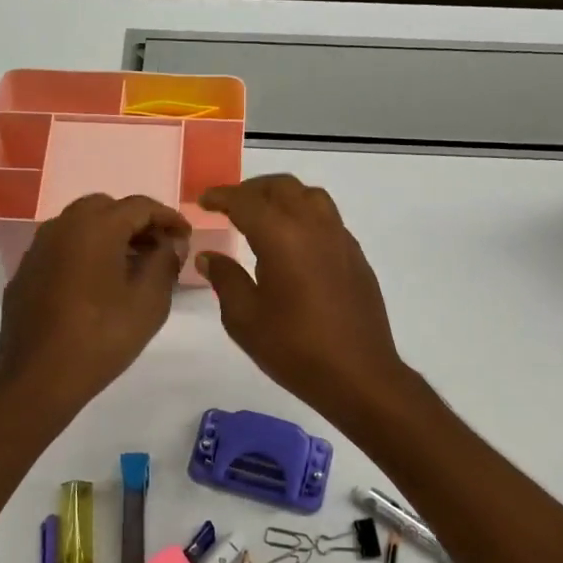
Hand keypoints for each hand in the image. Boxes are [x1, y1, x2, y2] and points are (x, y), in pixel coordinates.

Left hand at [0, 194, 191, 416]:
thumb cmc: (102, 337)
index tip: (185, 237)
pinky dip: (83, 253)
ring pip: (79, 226)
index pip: (139, 205)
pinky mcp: (25, 273)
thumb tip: (171, 243)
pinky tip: (96, 284)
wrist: (39, 378)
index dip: (168, 217)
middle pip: (105, 208)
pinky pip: (60, 249)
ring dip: (108, 235)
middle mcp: (62, 226)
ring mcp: (37, 249)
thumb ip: (165, 262)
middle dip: (135, 222)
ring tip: (131, 265)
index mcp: (95, 227)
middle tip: (158, 248)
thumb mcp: (149, 301)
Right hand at [196, 175, 410, 421]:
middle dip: (252, 190)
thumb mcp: (244, 319)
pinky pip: (327, 218)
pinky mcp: (356, 256)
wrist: (359, 375)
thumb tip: (209, 257)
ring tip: (263, 216)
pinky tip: (294, 243)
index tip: (204, 200)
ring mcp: (340, 239)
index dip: (221, 196)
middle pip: (281, 187)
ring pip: (310, 196)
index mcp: (281, 237)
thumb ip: (225, 279)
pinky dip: (304, 215)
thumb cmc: (294, 349)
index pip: (246, 201)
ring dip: (282, 196)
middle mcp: (313, 226)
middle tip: (230, 205)